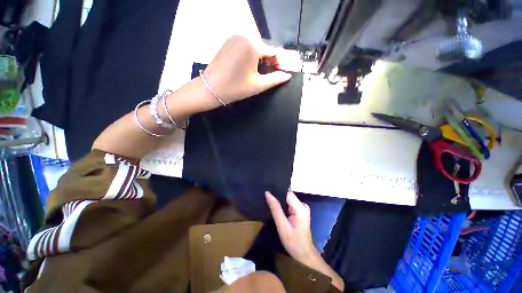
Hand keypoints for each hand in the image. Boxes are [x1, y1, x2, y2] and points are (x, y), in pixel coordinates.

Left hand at [202, 35, 291, 105]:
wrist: (211, 88)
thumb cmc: (236, 88)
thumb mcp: (258, 85)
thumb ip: (275, 79)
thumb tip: (287, 75)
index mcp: (253, 45)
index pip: (273, 51)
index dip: (279, 63)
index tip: (279, 73)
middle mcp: (244, 35)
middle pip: (264, 47)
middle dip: (269, 60)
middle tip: (268, 74)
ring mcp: (234, 37)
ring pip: (255, 46)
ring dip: (260, 57)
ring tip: (257, 72)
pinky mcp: (228, 41)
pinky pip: (245, 45)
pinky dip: (250, 54)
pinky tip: (247, 66)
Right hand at [265, 191, 318, 263]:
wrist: (304, 254)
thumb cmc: (293, 242)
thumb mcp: (282, 226)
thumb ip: (275, 209)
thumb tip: (267, 193)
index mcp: (300, 208)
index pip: (287, 193)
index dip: (277, 191)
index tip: (267, 192)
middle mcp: (303, 205)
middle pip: (288, 195)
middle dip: (278, 196)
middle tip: (267, 198)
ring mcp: (303, 207)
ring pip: (288, 199)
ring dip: (280, 201)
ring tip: (270, 203)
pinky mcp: (301, 210)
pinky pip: (290, 203)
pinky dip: (283, 205)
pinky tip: (277, 208)